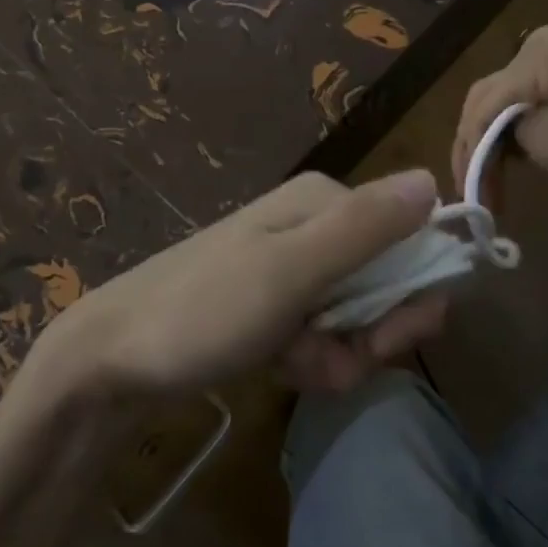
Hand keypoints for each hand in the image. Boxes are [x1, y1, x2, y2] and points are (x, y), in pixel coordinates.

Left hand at [31, 170, 447, 399]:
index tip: (382, 339)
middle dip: (368, 334)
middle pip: (387, 284)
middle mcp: (314, 226)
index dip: (410, 298)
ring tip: (291, 363)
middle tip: (329, 354)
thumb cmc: (203, 310)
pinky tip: (281, 369)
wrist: (114, 358)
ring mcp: (293, 267)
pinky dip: (313, 361)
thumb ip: (364, 228)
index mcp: (323, 202)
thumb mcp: (291, 270)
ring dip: (338, 355)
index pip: (412, 242)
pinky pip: (324, 335)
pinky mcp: (277, 304)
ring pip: (358, 319)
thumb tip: (433, 177)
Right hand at [452, 26, 547, 204]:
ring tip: (497, 185)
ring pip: (519, 104)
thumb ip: (502, 134)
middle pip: (495, 99)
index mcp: (538, 50)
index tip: (466, 201)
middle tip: (478, 195)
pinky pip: (547, 105)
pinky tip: (527, 162)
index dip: (466, 153)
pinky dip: (532, 136)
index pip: (480, 104)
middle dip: (481, 147)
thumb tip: (491, 136)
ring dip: (503, 144)